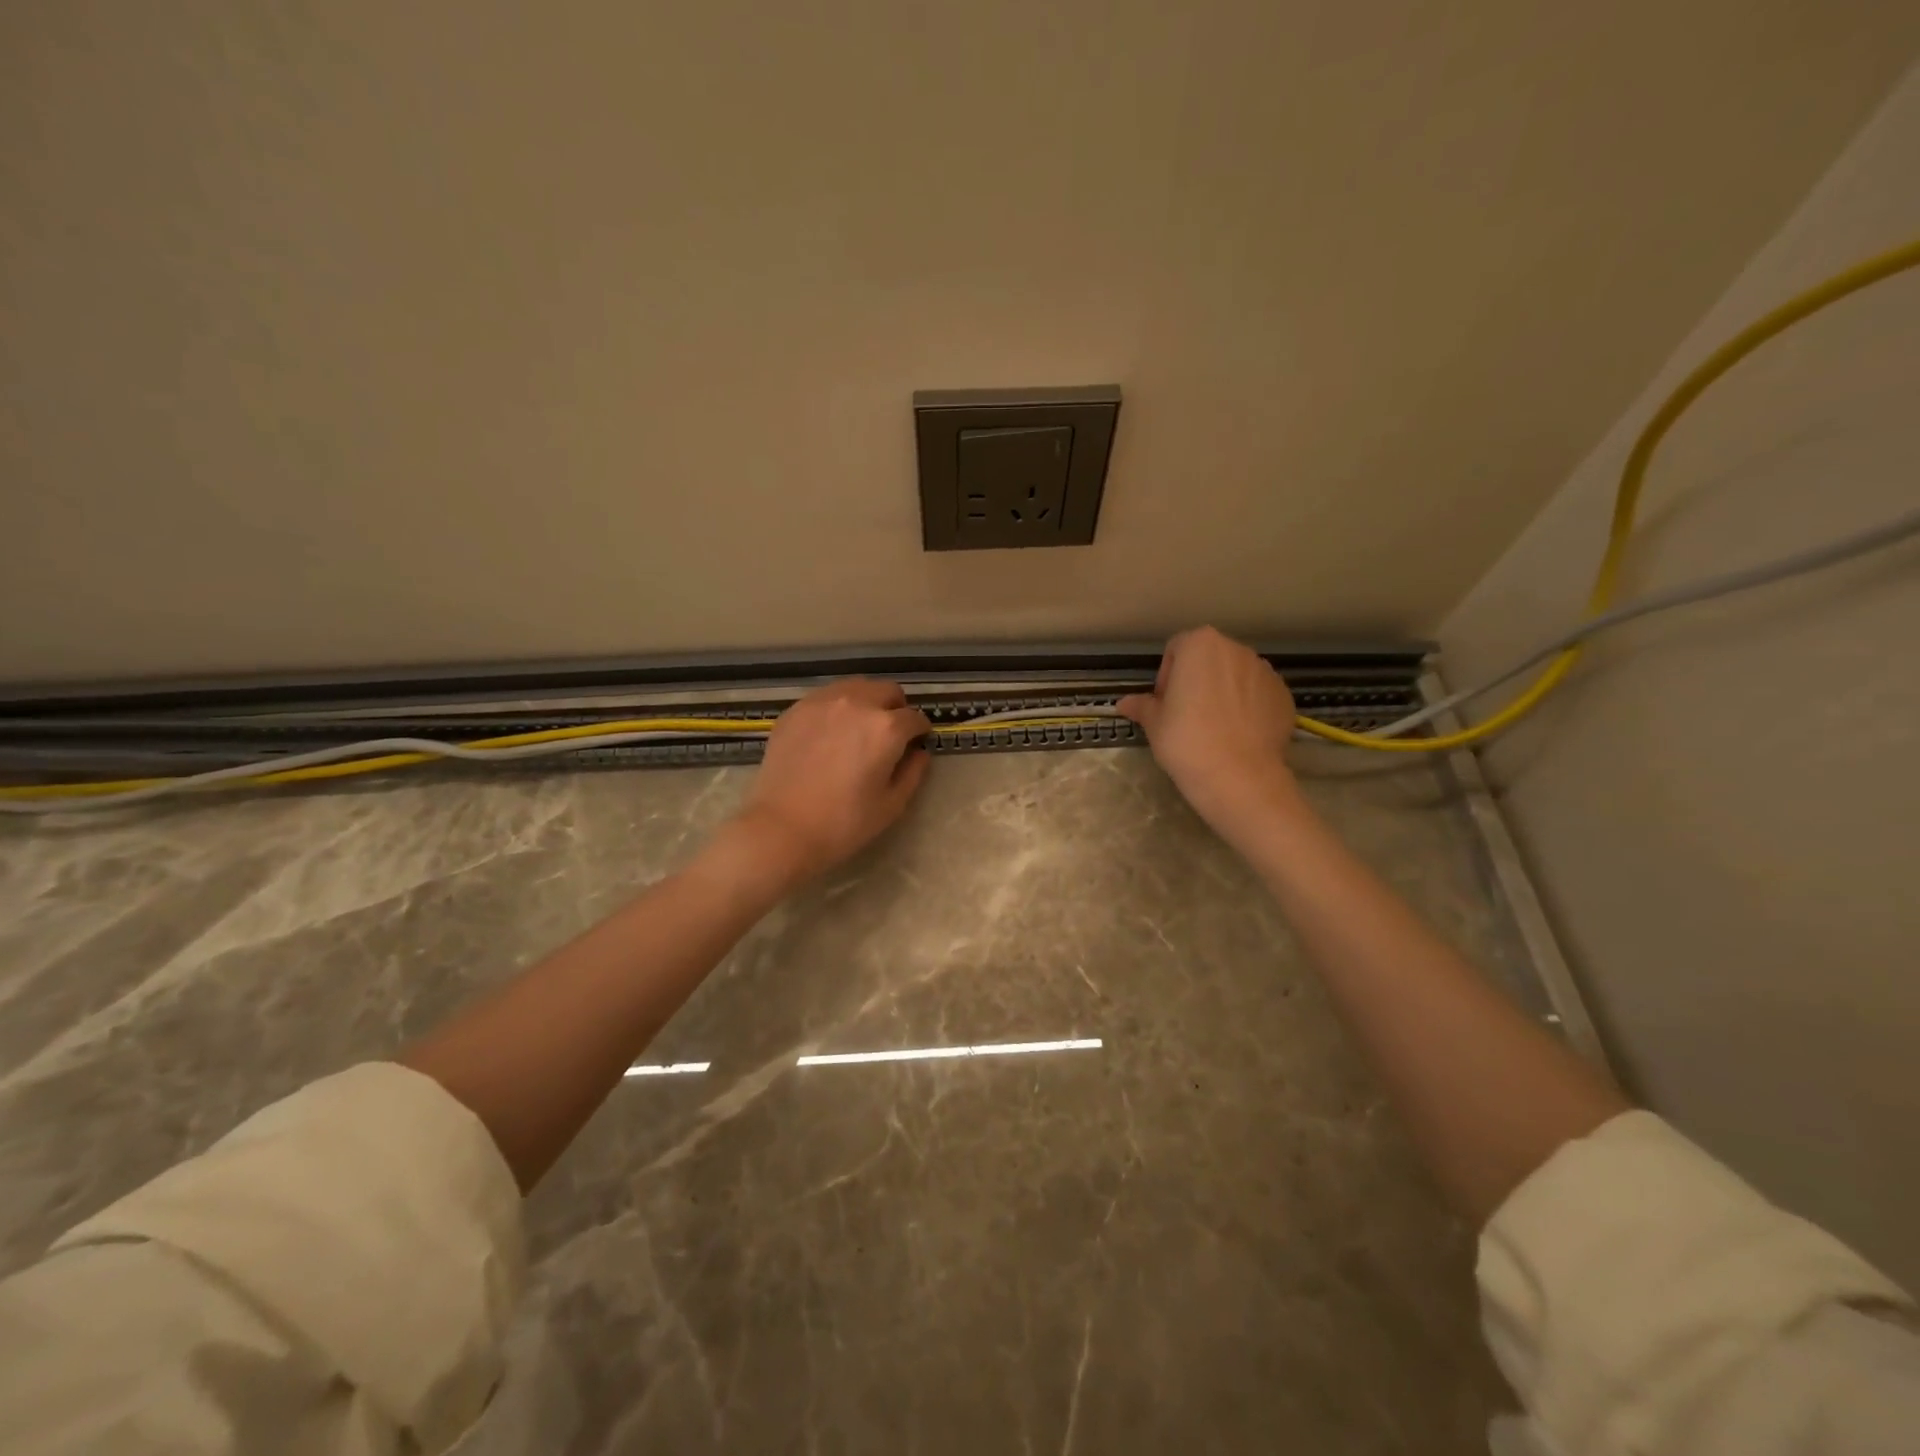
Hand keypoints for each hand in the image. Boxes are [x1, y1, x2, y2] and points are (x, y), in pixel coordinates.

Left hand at [728, 679, 930, 886]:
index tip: (916, 743)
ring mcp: (822, 702)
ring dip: (867, 702)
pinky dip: (837, 708)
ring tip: (859, 728)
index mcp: (886, 728)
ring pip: (856, 687)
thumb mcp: (891, 805)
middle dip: (896, 708)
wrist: (781, 828)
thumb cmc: (843, 823)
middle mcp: (857, 703)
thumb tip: (919, 753)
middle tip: (890, 734)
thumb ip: (912, 773)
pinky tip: (829, 734)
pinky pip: (826, 697)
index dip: (920, 732)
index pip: (915, 718)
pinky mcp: (796, 709)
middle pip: (887, 691)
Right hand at [1118, 627, 1299, 834]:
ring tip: (1215, 728)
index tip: (1165, 704)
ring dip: (1223, 693)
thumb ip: (1142, 706)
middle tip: (1186, 716)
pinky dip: (1248, 708)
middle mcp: (1236, 649)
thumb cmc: (1186, 741)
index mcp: (1200, 645)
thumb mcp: (1154, 724)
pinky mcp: (1284, 696)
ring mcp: (1265, 672)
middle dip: (1197, 681)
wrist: (1239, 777)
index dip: (1167, 676)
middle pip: (1209, 659)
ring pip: (1235, 676)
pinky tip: (1238, 736)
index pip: (1176, 649)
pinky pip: (1258, 695)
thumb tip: (1124, 703)